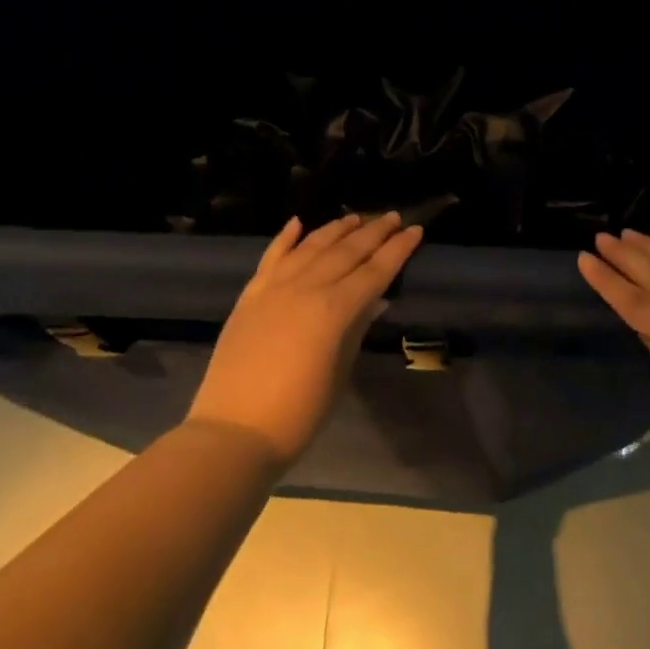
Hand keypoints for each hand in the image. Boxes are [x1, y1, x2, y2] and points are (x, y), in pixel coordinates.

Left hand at [189, 212, 423, 467]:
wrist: (234, 431)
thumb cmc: (299, 413)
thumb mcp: (339, 372)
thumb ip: (356, 329)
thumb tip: (375, 300)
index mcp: (334, 310)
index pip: (374, 271)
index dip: (398, 250)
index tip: (415, 230)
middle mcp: (305, 288)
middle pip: (346, 251)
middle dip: (373, 232)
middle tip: (392, 217)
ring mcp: (274, 288)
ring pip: (311, 246)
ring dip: (335, 229)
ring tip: (355, 217)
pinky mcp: (250, 296)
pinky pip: (271, 257)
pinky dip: (286, 238)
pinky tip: (298, 223)